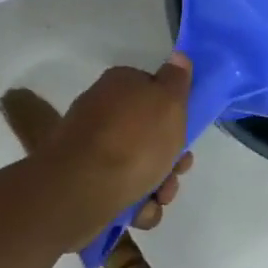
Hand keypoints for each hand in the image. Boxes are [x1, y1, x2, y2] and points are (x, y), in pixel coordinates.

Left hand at [39, 54, 193, 243]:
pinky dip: (136, 204)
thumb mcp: (168, 102)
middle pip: (150, 135)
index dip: (175, 115)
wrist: (82, 189)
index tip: (186, 135)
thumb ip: (176, 80)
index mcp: (120, 87)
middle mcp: (103, 113)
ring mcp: (93, 149)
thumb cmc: (134, 141)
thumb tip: (178, 56)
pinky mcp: (86, 182)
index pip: (154, 92)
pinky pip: (123, 192)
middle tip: (176, 172)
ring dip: (158, 186)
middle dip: (170, 160)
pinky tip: (139, 211)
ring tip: (158, 198)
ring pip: (140, 168)